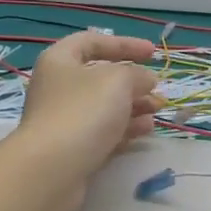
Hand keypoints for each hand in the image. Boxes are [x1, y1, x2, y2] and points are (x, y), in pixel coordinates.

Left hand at [18, 32, 161, 210]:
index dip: (124, 44)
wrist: (52, 168)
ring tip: (157, 111)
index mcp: (60, 61)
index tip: (152, 53)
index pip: (92, 42)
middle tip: (157, 90)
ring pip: (104, 107)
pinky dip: (125, 129)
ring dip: (134, 106)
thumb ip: (136, 74)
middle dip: (133, 82)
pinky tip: (145, 131)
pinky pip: (103, 132)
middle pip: (100, 78)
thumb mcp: (118, 81)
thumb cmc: (84, 111)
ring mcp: (64, 120)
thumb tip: (145, 79)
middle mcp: (58, 88)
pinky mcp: (72, 148)